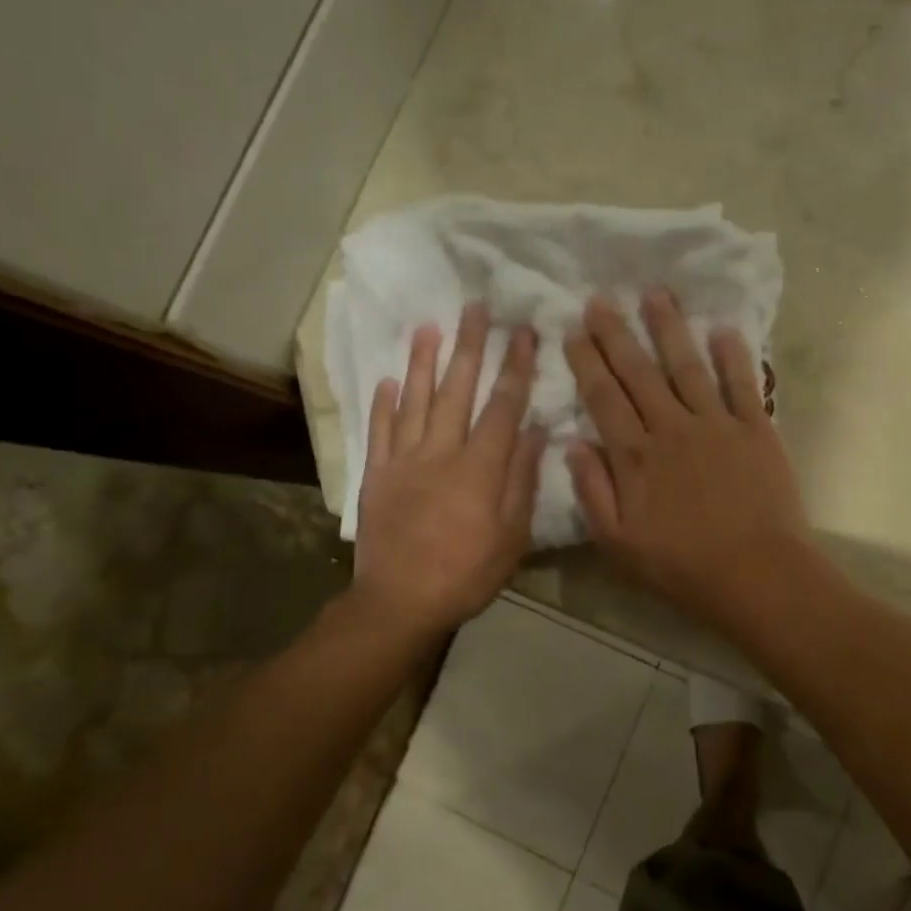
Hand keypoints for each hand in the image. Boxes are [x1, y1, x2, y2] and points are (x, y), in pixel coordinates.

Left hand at [353, 304, 545, 639]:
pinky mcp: (376, 475)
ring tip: (428, 326)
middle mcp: (441, 452)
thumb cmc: (467, 573)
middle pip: (457, 390)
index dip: (514, 367)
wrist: (400, 602)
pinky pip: (379, 431)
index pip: (502, 406)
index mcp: (480, 468)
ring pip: (414, 401)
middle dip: (469, 346)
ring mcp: (404, 461)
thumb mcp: (512, 536)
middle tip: (474, 308)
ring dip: (422, 361)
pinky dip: (383, 404)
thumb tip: (534, 431)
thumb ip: (522, 480)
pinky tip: (387, 379)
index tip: (522, 332)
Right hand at [563, 289, 815, 630]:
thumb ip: (592, 491)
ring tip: (655, 294)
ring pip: (687, 366)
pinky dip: (732, 355)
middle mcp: (671, 428)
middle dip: (617, 333)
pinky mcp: (755, 429)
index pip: (603, 397)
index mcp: (635, 456)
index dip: (586, 361)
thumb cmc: (682, 566)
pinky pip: (741, 383)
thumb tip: (572, 443)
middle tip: (601, 299)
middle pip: (638, 372)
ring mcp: (716, 424)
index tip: (574, 330)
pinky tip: (722, 328)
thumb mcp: (618, 543)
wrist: (756, 574)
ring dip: (669, 328)